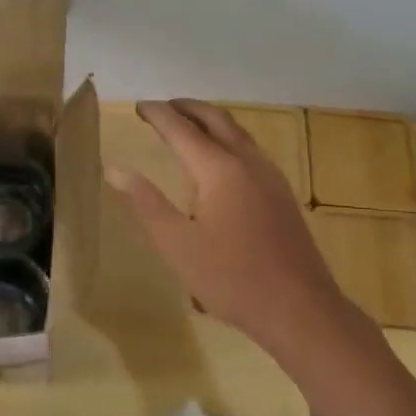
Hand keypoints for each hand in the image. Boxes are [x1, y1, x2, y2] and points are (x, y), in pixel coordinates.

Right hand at [109, 99, 351, 344]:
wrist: (299, 308)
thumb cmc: (231, 278)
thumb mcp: (177, 244)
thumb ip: (146, 203)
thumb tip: (116, 169)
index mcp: (219, 169)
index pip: (182, 129)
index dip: (158, 115)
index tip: (138, 106)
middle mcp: (248, 162)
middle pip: (216, 119)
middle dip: (187, 108)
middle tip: (162, 108)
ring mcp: (270, 176)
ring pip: (237, 132)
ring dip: (210, 121)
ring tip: (187, 125)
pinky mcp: (282, 194)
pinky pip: (250, 150)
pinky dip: (227, 139)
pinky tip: (220, 161)